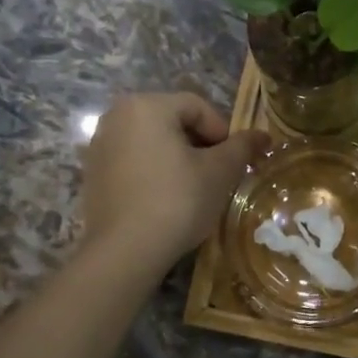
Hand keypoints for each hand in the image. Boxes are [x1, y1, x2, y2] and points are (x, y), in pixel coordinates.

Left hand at [79, 93, 267, 269]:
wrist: (124, 252)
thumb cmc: (178, 200)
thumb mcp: (220, 172)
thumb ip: (243, 147)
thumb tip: (264, 136)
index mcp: (147, 106)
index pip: (198, 107)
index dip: (223, 132)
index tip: (234, 162)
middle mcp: (117, 116)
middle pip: (173, 121)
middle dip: (201, 144)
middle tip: (218, 174)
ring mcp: (100, 144)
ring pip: (153, 141)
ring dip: (178, 158)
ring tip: (194, 188)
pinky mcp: (92, 173)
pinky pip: (133, 160)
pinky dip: (154, 171)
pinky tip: (166, 199)